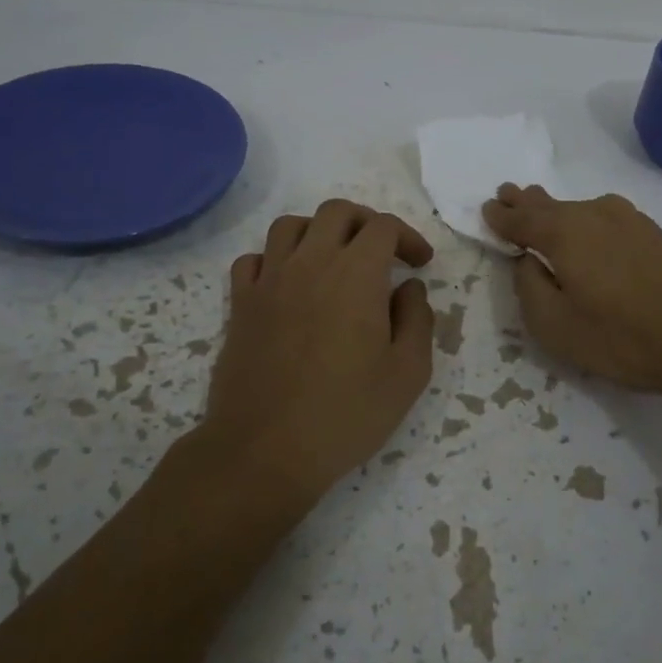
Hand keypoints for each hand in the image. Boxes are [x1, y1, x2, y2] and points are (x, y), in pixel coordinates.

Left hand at [205, 199, 434, 499]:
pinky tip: (289, 284)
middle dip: (367, 222)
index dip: (408, 237)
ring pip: (290, 226)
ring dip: (319, 232)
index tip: (421, 264)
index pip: (383, 227)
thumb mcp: (408, 373)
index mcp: (356, 274)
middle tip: (383, 253)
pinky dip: (275, 259)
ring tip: (335, 261)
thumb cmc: (346, 414)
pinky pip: (254, 259)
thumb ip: (417, 320)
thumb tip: (408, 288)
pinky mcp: (240, 304)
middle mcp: (310, 263)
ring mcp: (269, 281)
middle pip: (336, 212)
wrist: (265, 450)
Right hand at [482, 184, 661, 394]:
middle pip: (550, 204)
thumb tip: (527, 261)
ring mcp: (629, 220)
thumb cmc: (620, 337)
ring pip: (580, 209)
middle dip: (526, 201)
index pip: (521, 218)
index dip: (501, 216)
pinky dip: (587, 220)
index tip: (488, 209)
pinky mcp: (654, 234)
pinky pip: (606, 218)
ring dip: (558, 209)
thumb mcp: (555, 325)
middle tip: (508, 193)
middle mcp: (594, 214)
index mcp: (563, 232)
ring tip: (544, 209)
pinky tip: (590, 230)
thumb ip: (529, 288)